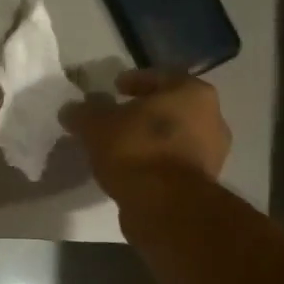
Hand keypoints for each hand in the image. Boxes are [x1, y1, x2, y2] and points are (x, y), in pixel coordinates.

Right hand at [61, 69, 230, 200]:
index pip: (161, 77)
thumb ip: (84, 112)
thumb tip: (72, 109)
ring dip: (149, 140)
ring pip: (173, 138)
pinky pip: (172, 163)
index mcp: (193, 93)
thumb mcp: (97, 125)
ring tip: (119, 147)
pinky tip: (131, 169)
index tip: (114, 88)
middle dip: (143, 113)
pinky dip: (154, 163)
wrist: (165, 206)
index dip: (134, 81)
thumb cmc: (136, 150)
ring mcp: (211, 154)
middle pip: (170, 108)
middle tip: (116, 118)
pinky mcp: (203, 184)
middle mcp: (212, 119)